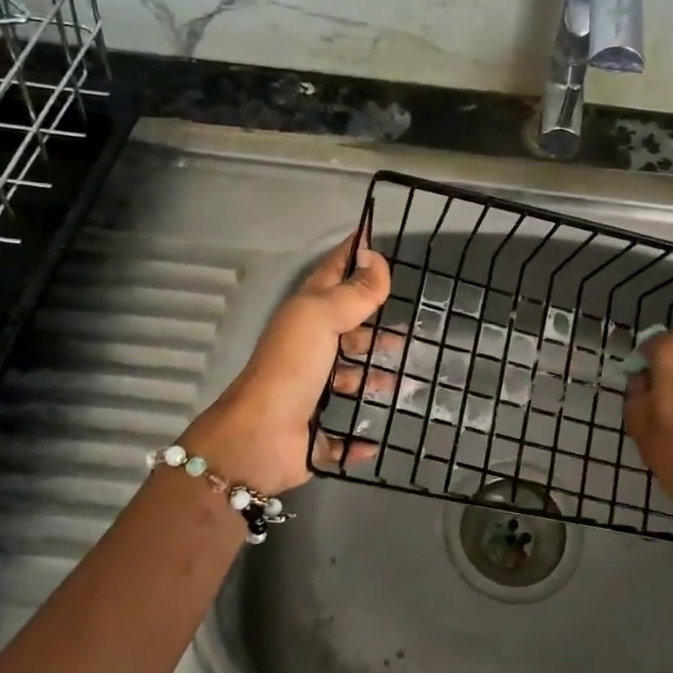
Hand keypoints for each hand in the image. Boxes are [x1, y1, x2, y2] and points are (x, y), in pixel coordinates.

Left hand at [185, 232, 391, 495]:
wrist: (259, 437)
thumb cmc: (292, 366)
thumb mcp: (322, 317)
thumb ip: (353, 291)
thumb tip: (376, 257)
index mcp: (307, 315)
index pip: (333, 273)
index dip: (353, 253)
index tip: (376, 236)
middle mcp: (309, 348)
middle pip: (347, 329)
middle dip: (376, 327)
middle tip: (413, 328)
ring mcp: (312, 390)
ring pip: (350, 379)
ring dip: (377, 379)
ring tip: (410, 380)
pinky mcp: (316, 431)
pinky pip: (345, 434)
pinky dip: (362, 437)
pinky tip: (379, 436)